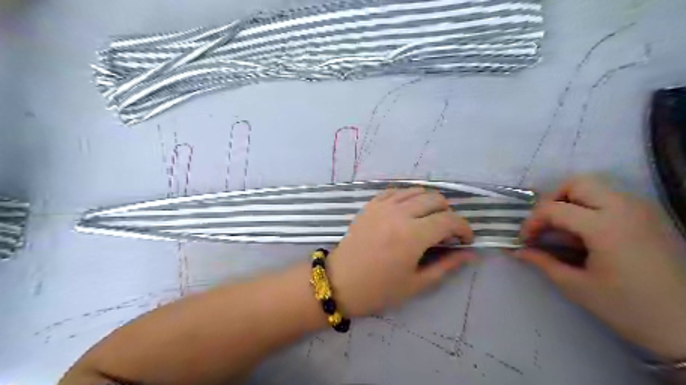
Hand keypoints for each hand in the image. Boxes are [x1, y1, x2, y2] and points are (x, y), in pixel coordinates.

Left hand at [326, 187, 477, 317]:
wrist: (339, 282)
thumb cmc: (379, 289)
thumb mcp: (416, 283)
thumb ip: (446, 265)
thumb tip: (471, 254)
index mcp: (413, 235)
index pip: (449, 220)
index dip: (464, 228)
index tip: (466, 240)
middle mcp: (399, 213)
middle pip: (435, 199)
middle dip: (448, 213)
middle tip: (446, 232)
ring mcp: (382, 206)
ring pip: (416, 191)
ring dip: (429, 203)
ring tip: (429, 220)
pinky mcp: (370, 205)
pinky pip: (395, 191)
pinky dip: (408, 197)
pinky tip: (408, 211)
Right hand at [517, 176, 685, 358]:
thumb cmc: (628, 308)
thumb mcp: (576, 286)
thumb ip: (542, 262)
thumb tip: (517, 251)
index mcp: (606, 227)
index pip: (554, 208)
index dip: (532, 222)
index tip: (525, 240)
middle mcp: (625, 208)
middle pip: (576, 183)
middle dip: (552, 200)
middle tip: (544, 224)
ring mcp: (641, 210)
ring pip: (595, 187)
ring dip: (571, 201)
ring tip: (563, 228)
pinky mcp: (649, 217)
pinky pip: (611, 198)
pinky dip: (590, 207)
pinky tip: (587, 233)